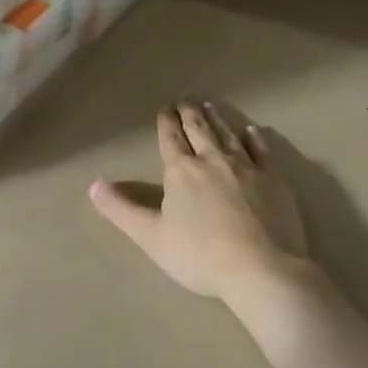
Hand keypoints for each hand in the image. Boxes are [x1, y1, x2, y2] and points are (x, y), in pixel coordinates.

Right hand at [91, 101, 310, 301]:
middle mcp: (213, 160)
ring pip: (228, 135)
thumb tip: (94, 185)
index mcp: (181, 172)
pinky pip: (262, 150)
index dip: (167, 123)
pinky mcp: (274, 178)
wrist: (261, 268)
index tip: (165, 108)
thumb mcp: (151, 237)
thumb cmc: (200, 256)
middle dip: (190, 113)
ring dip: (217, 119)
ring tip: (211, 107)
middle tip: (186, 99)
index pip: (171, 139)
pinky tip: (252, 131)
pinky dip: (255, 138)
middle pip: (199, 130)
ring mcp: (246, 167)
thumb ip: (121, 210)